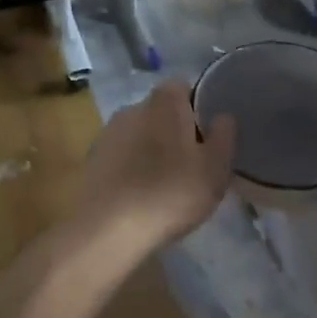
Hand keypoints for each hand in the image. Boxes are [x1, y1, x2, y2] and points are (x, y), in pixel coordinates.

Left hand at [75, 81, 234, 251]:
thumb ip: (224, 137)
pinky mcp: (93, 161)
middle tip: (193, 162)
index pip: (184, 87)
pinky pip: (122, 156)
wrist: (108, 230)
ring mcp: (108, 133)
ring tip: (167, 183)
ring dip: (153, 150)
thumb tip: (224, 116)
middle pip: (161, 111)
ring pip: (140, 134)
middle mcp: (132, 108)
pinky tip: (141, 195)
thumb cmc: (170, 193)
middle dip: (176, 130)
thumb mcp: (214, 169)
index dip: (198, 107)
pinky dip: (133, 167)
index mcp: (164, 102)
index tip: (209, 134)